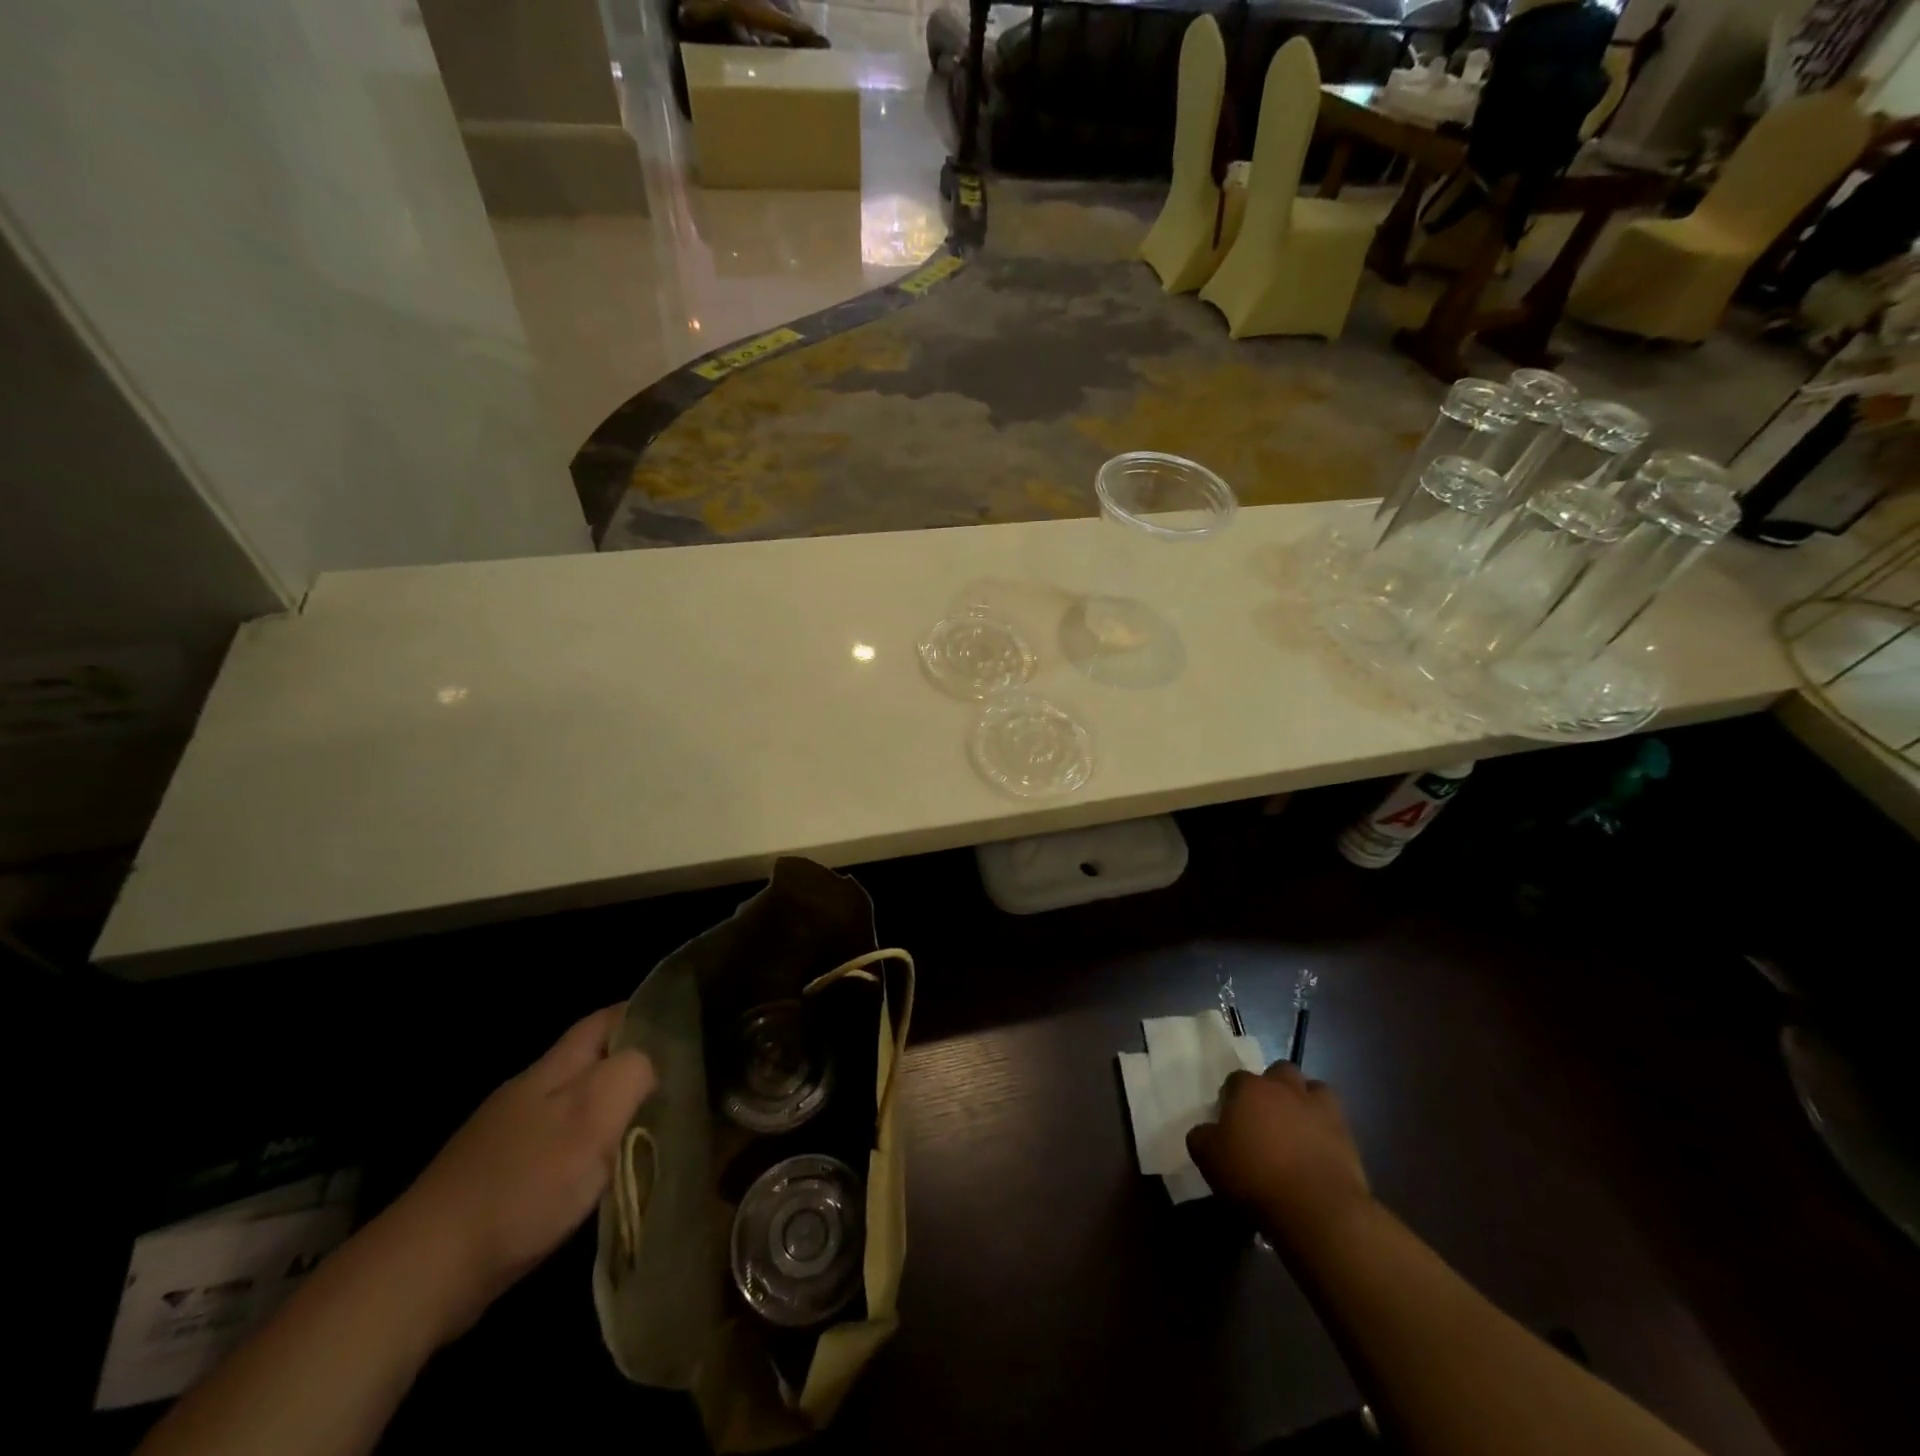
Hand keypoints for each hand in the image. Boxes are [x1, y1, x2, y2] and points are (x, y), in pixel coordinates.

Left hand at [377, 1005, 655, 1341]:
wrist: (423, 1272)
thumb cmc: (522, 1185)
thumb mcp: (591, 1120)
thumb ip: (629, 1076)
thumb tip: (650, 1063)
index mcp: (552, 1069)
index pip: (604, 1020)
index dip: (642, 1015)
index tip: (683, 1027)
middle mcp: (529, 1093)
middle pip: (590, 1062)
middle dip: (631, 1065)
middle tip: (681, 1082)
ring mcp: (508, 1138)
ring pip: (574, 1106)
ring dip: (610, 1111)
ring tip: (653, 1127)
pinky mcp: (497, 1181)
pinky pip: (557, 1147)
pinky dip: (586, 1150)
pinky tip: (601, 1176)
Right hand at [1187, 1062, 1370, 1246]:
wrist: (1318, 1210)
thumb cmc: (1256, 1178)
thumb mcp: (1209, 1159)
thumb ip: (1202, 1137)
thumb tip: (1206, 1131)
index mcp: (1249, 1089)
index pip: (1235, 1080)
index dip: (1231, 1098)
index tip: (1230, 1122)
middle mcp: (1284, 1087)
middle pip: (1278, 1072)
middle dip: (1273, 1088)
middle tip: (1266, 1118)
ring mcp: (1319, 1107)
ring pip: (1312, 1088)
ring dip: (1304, 1100)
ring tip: (1297, 1127)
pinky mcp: (1346, 1133)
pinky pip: (1334, 1119)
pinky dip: (1326, 1127)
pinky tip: (1318, 1147)